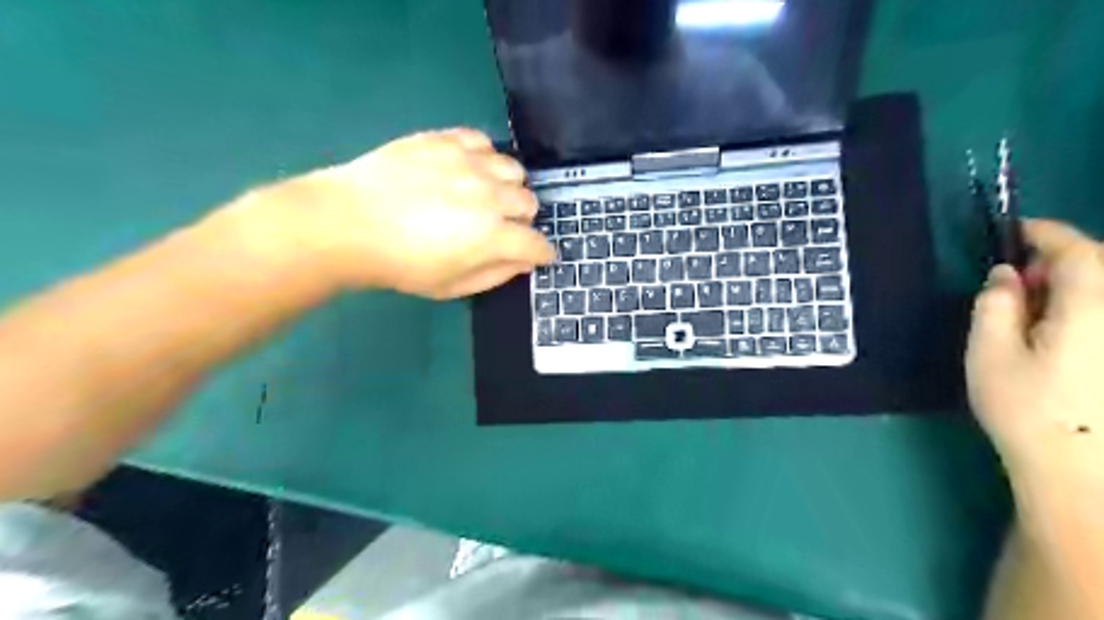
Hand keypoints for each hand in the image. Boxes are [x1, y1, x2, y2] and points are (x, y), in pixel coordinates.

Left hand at [259, 126, 551, 297]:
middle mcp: (490, 196)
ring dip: (508, 187)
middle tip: (502, 228)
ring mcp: (468, 164)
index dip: (542, 253)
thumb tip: (522, 262)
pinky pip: (482, 142)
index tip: (539, 255)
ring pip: (513, 170)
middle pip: (529, 203)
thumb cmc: (400, 264)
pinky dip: (484, 157)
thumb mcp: (452, 286)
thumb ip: (495, 274)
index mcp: (493, 237)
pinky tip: (468, 169)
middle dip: (523, 221)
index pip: (536, 244)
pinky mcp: (445, 141)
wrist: (348, 223)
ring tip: (487, 195)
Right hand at [969, 220, 1097, 486]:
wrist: (1082, 474)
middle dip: (1060, 262)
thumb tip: (1008, 275)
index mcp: (1092, 309)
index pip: (1078, 251)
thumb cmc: (1026, 410)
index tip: (1016, 229)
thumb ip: (996, 305)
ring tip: (1035, 313)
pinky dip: (1085, 312)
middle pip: (1101, 268)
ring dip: (1074, 288)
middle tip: (1017, 286)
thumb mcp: (990, 354)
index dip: (1047, 233)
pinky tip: (1061, 336)